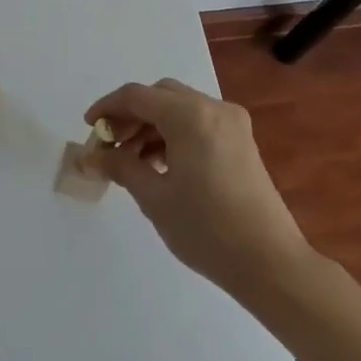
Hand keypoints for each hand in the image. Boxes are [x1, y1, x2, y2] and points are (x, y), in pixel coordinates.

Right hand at [84, 79, 317, 296]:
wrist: (271, 265)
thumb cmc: (207, 229)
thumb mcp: (154, 198)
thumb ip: (120, 167)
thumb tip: (93, 156)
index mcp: (190, 115)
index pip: (137, 96)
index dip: (107, 108)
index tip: (88, 127)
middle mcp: (212, 108)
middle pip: (159, 96)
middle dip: (130, 116)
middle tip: (109, 144)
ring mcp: (231, 123)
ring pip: (179, 108)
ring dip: (151, 126)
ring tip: (131, 160)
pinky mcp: (241, 142)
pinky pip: (197, 122)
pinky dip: (173, 134)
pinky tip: (160, 164)